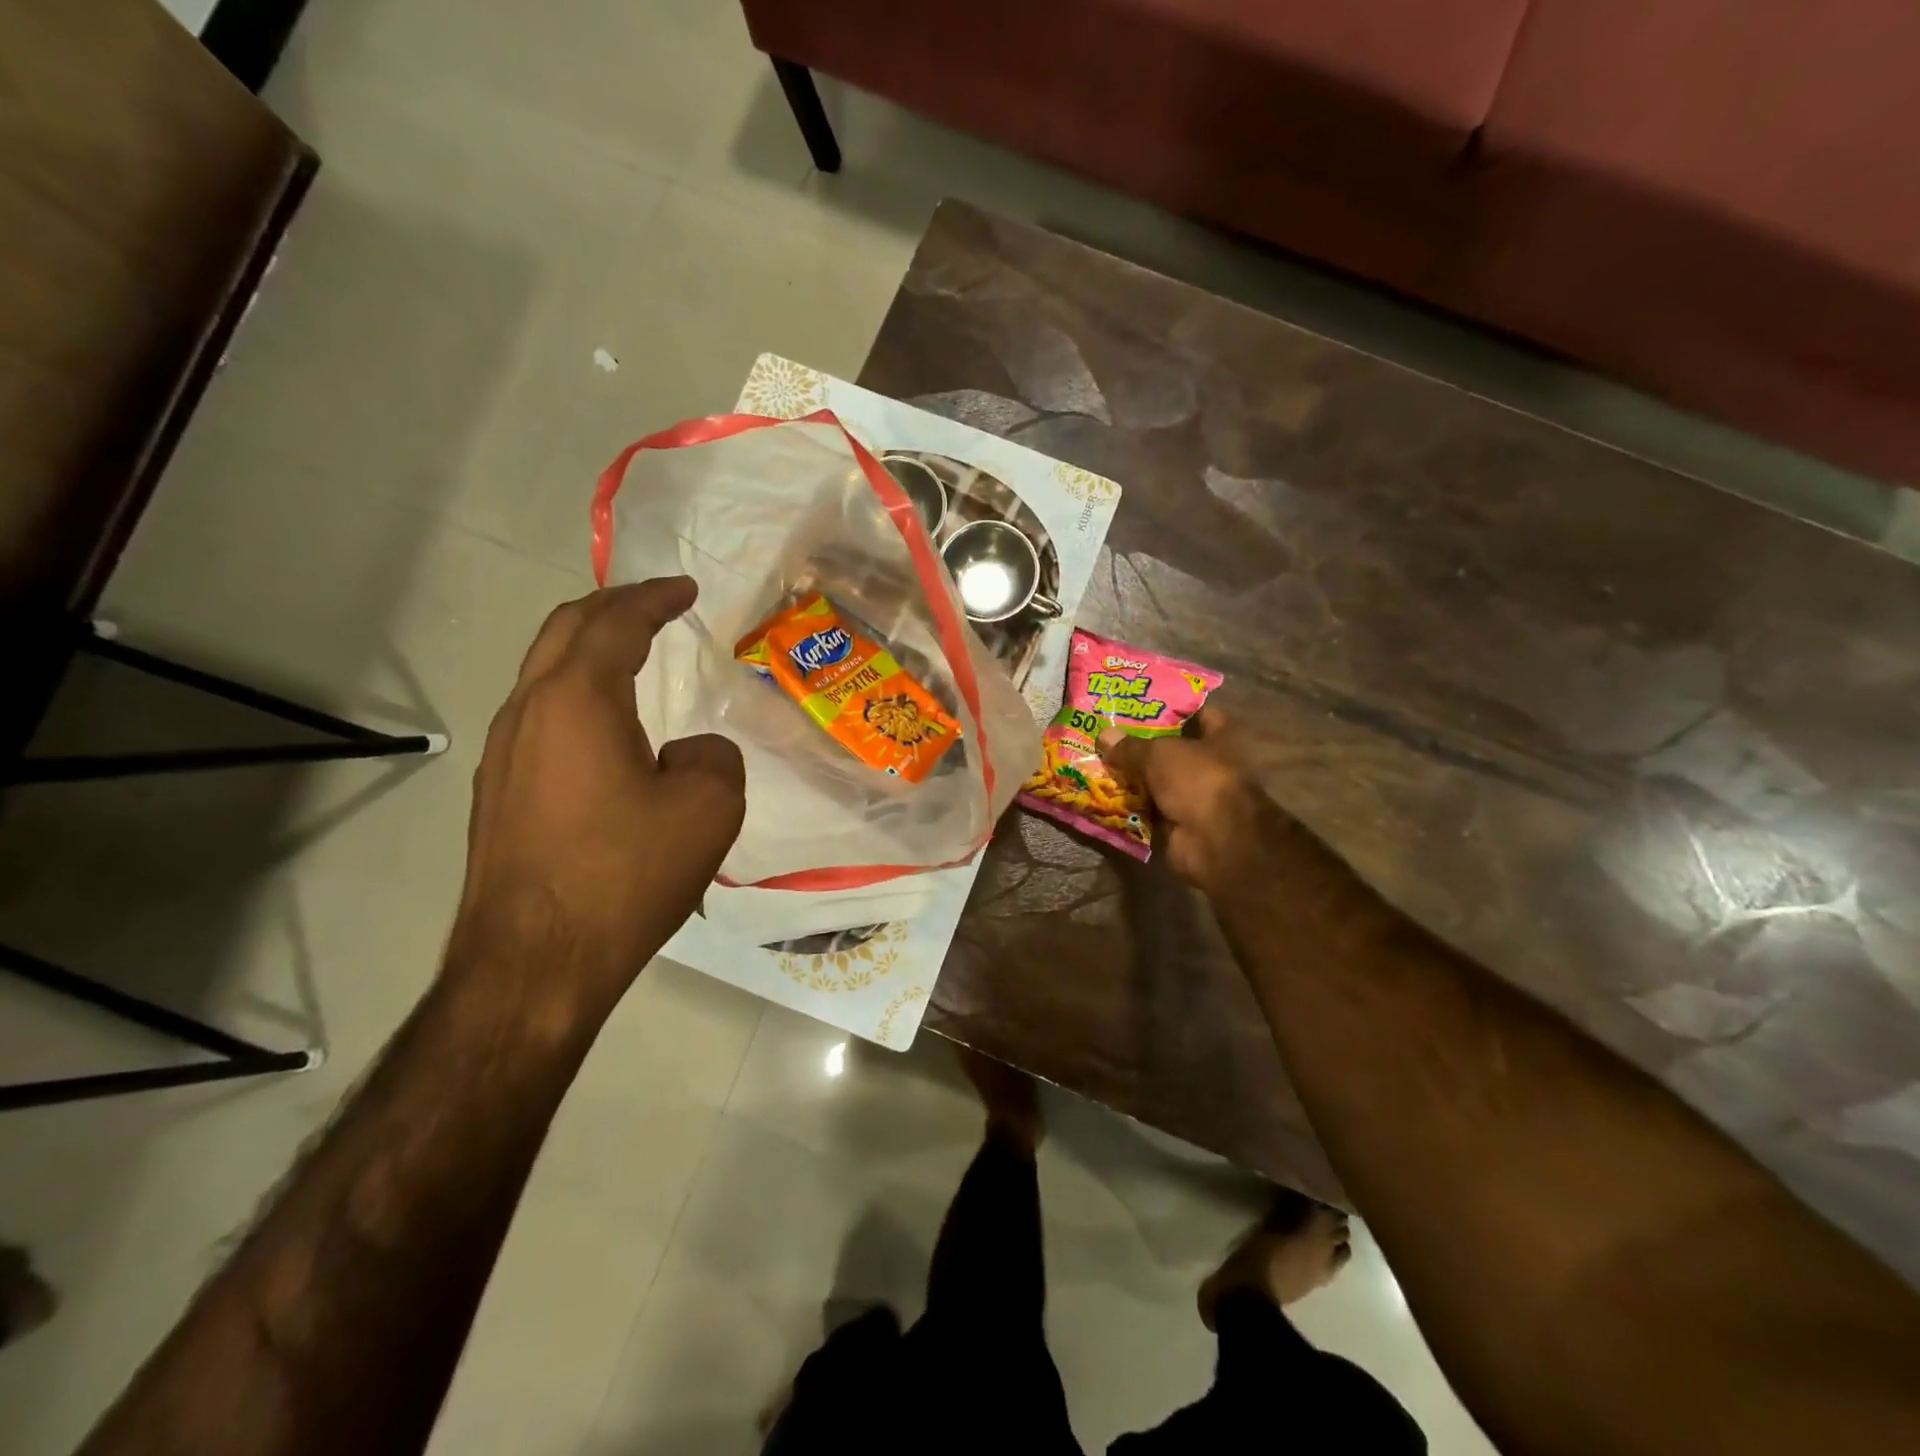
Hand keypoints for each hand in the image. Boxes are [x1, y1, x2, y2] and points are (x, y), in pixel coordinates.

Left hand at [451, 578, 744, 1019]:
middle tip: (655, 604)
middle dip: (612, 608)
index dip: (654, 598)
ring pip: (545, 675)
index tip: (686, 588)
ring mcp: (503, 756)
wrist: (536, 963)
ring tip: (631, 654)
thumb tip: (686, 751)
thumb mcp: (709, 806)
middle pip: (565, 632)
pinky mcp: (499, 795)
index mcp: (577, 702)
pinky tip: (606, 727)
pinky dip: (577, 696)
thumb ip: (713, 755)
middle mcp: (528, 714)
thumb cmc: (627, 874)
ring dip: (589, 651)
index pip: (615, 624)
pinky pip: (541, 719)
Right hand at [1098, 710, 1299, 902]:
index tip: (1142, 702)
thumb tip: (1104, 735)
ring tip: (1098, 760)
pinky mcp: (1178, 822)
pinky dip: (1130, 804)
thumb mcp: (1159, 753)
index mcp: (1221, 738)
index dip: (1174, 706)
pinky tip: (1102, 793)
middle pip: (1173, 749)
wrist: (1214, 840)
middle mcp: (1211, 765)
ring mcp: (1194, 796)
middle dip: (1142, 743)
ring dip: (1133, 776)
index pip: (1200, 713)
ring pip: (1158, 780)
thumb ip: (1131, 745)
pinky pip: (1148, 808)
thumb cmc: (1197, 780)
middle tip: (1109, 731)